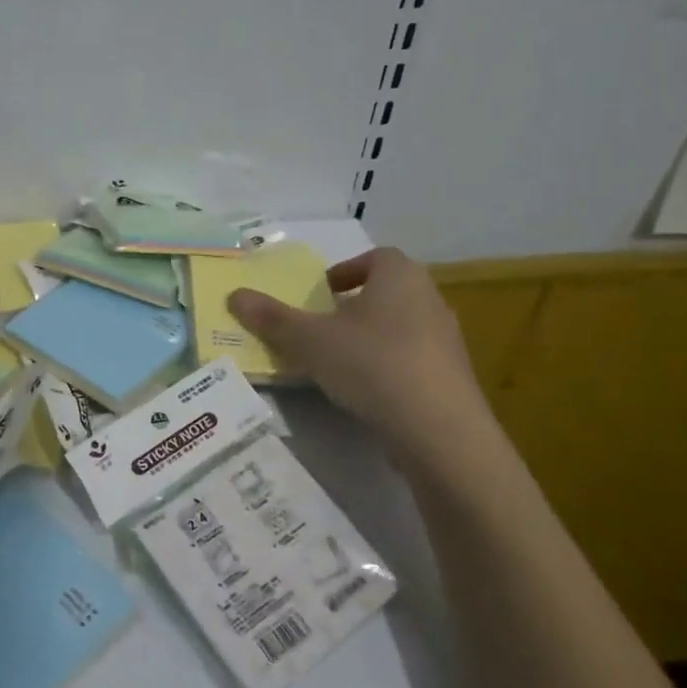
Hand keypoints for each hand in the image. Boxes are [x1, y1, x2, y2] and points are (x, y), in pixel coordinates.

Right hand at [228, 247, 492, 461]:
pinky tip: (367, 391)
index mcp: (399, 276)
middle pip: (387, 291)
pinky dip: (388, 366)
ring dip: (370, 337)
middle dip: (354, 305)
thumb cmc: (372, 365)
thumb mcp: (310, 340)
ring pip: (400, 326)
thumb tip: (234, 295)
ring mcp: (446, 339)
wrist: (439, 430)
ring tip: (338, 361)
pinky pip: (413, 359)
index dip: (346, 270)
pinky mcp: (452, 377)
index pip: (375, 257)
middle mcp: (429, 299)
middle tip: (321, 326)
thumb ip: (272, 318)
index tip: (320, 292)